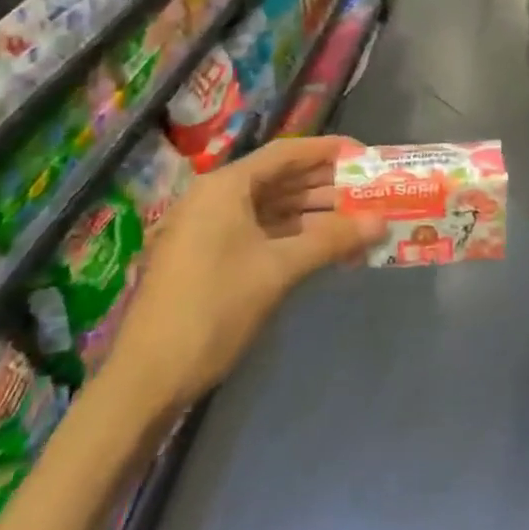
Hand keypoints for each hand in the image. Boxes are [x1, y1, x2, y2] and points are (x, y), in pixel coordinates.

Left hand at [103, 136, 383, 420]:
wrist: (148, 378)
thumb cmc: (214, 308)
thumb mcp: (278, 270)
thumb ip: (331, 240)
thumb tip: (380, 222)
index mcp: (225, 186)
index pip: (286, 153)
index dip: (328, 151)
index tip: (364, 156)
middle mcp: (215, 198)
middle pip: (280, 179)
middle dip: (325, 186)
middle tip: (369, 193)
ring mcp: (209, 229)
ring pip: (271, 209)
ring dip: (313, 215)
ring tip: (357, 221)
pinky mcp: (209, 257)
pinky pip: (260, 233)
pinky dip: (292, 237)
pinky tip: (324, 248)